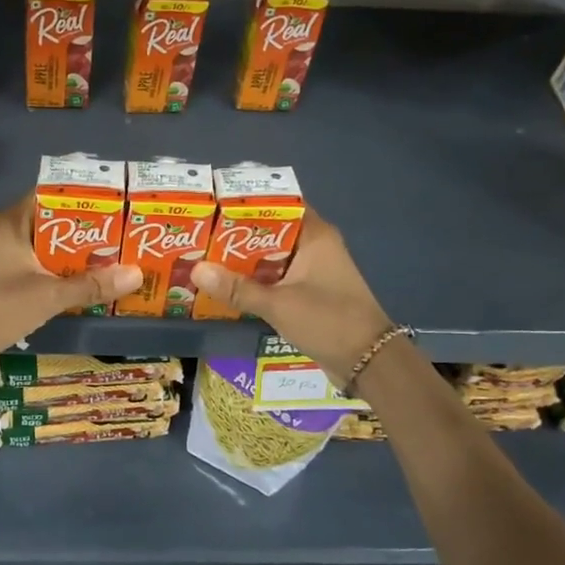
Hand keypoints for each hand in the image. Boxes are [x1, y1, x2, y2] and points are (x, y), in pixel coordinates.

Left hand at [0, 195, 141, 382]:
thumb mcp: (48, 295)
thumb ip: (91, 285)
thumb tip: (137, 273)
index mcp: (10, 223)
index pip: (50, 196)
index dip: (83, 199)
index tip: (118, 204)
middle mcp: (4, 236)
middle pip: (52, 226)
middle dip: (86, 233)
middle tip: (125, 236)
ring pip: (45, 252)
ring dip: (74, 259)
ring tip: (114, 261)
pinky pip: (37, 273)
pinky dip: (59, 278)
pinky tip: (86, 288)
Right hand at [190, 209, 395, 386]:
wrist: (369, 361)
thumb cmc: (328, 320)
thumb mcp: (278, 304)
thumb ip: (237, 288)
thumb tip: (196, 270)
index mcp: (315, 236)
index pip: (279, 204)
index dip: (247, 202)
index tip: (214, 204)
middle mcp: (315, 246)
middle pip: (270, 231)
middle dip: (237, 234)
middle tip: (199, 234)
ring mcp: (314, 271)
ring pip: (272, 257)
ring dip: (244, 260)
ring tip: (204, 257)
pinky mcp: (310, 293)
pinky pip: (277, 278)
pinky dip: (256, 280)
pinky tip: (227, 286)